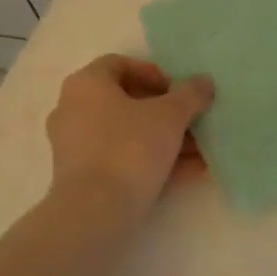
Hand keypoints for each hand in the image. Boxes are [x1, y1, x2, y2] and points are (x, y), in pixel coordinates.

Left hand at [46, 55, 213, 214]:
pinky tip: (188, 172)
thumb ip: (190, 94)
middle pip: (125, 102)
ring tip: (200, 151)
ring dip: (163, 139)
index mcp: (86, 84)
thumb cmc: (130, 147)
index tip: (177, 91)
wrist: (96, 211)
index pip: (119, 64)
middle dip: (165, 112)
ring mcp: (74, 146)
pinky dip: (151, 162)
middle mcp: (72, 109)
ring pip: (126, 134)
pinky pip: (121, 160)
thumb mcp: (170, 115)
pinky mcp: (82, 177)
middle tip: (192, 122)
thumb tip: (203, 82)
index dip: (153, 73)